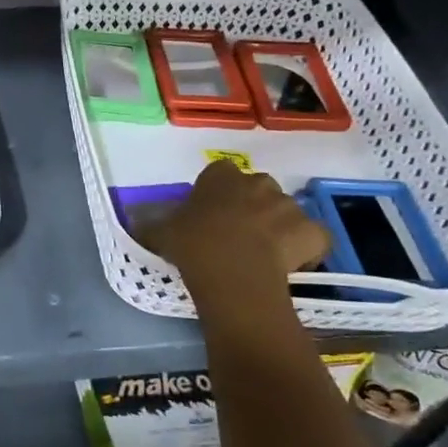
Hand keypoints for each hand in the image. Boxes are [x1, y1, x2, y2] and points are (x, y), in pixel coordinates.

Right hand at [140, 162, 329, 325]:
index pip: (219, 174)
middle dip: (251, 205)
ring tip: (263, 253)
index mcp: (221, 176)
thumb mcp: (161, 233)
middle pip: (257, 189)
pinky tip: (293, 263)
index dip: (215, 194)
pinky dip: (307, 247)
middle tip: (235, 233)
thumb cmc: (193, 244)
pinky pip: (312, 237)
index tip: (209, 214)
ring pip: (285, 211)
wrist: (233, 272)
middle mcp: (258, 182)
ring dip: (277, 226)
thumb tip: (135, 222)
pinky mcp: (313, 231)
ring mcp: (289, 206)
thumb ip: (151, 224)